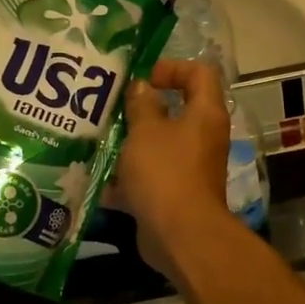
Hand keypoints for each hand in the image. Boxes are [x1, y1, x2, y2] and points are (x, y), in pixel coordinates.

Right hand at [119, 60, 230, 276]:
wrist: (180, 235)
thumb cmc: (165, 172)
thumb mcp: (146, 131)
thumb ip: (142, 104)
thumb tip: (142, 87)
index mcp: (205, 114)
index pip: (200, 73)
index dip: (172, 67)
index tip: (143, 79)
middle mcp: (203, 138)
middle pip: (177, 110)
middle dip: (142, 109)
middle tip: (112, 108)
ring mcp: (190, 168)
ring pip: (159, 146)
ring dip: (131, 144)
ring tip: (99, 140)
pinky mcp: (175, 194)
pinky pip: (150, 177)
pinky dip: (128, 178)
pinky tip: (99, 180)